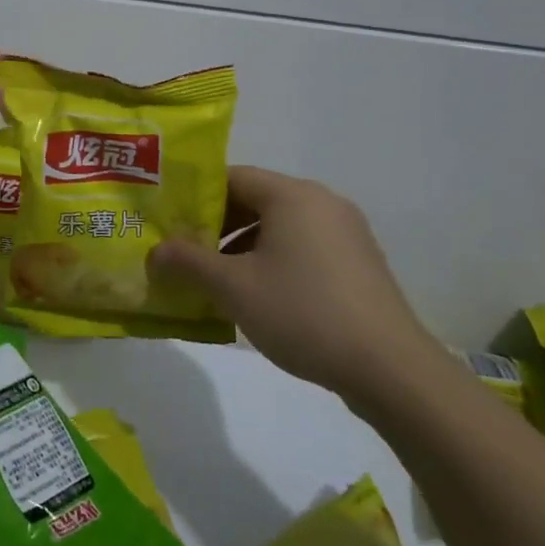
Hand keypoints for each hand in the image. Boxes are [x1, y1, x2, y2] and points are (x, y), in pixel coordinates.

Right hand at [152, 168, 443, 402]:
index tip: (168, 221)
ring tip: (214, 280)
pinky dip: (273, 261)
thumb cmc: (303, 313)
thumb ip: (188, 262)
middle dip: (216, 226)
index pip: (232, 176)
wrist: (390, 368)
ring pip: (279, 227)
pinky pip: (303, 248)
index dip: (195, 196)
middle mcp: (322, 203)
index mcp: (293, 195)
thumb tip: (154, 252)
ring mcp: (346, 233)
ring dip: (242, 247)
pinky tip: (256, 296)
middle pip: (256, 200)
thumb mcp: (233, 288)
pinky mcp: (358, 263)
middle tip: (183, 253)